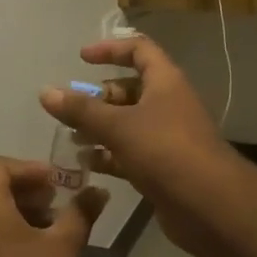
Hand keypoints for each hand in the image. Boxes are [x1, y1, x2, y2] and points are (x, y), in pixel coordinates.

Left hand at [0, 158, 107, 256]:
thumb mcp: (64, 247)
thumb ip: (81, 212)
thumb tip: (99, 191)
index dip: (29, 169)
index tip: (57, 184)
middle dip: (23, 189)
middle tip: (55, 202)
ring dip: (13, 210)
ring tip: (48, 228)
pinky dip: (1, 231)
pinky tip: (30, 253)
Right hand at [40, 36, 248, 256]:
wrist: (210, 206)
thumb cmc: (165, 151)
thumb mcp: (118, 126)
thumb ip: (81, 110)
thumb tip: (45, 92)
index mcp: (164, 82)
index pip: (138, 50)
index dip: (110, 49)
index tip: (82, 58)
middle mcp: (167, 104)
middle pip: (130, 89)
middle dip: (99, 97)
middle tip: (70, 108)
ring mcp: (167, 137)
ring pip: (128, 123)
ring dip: (100, 128)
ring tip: (70, 137)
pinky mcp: (163, 167)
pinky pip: (130, 152)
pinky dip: (109, 155)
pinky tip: (85, 164)